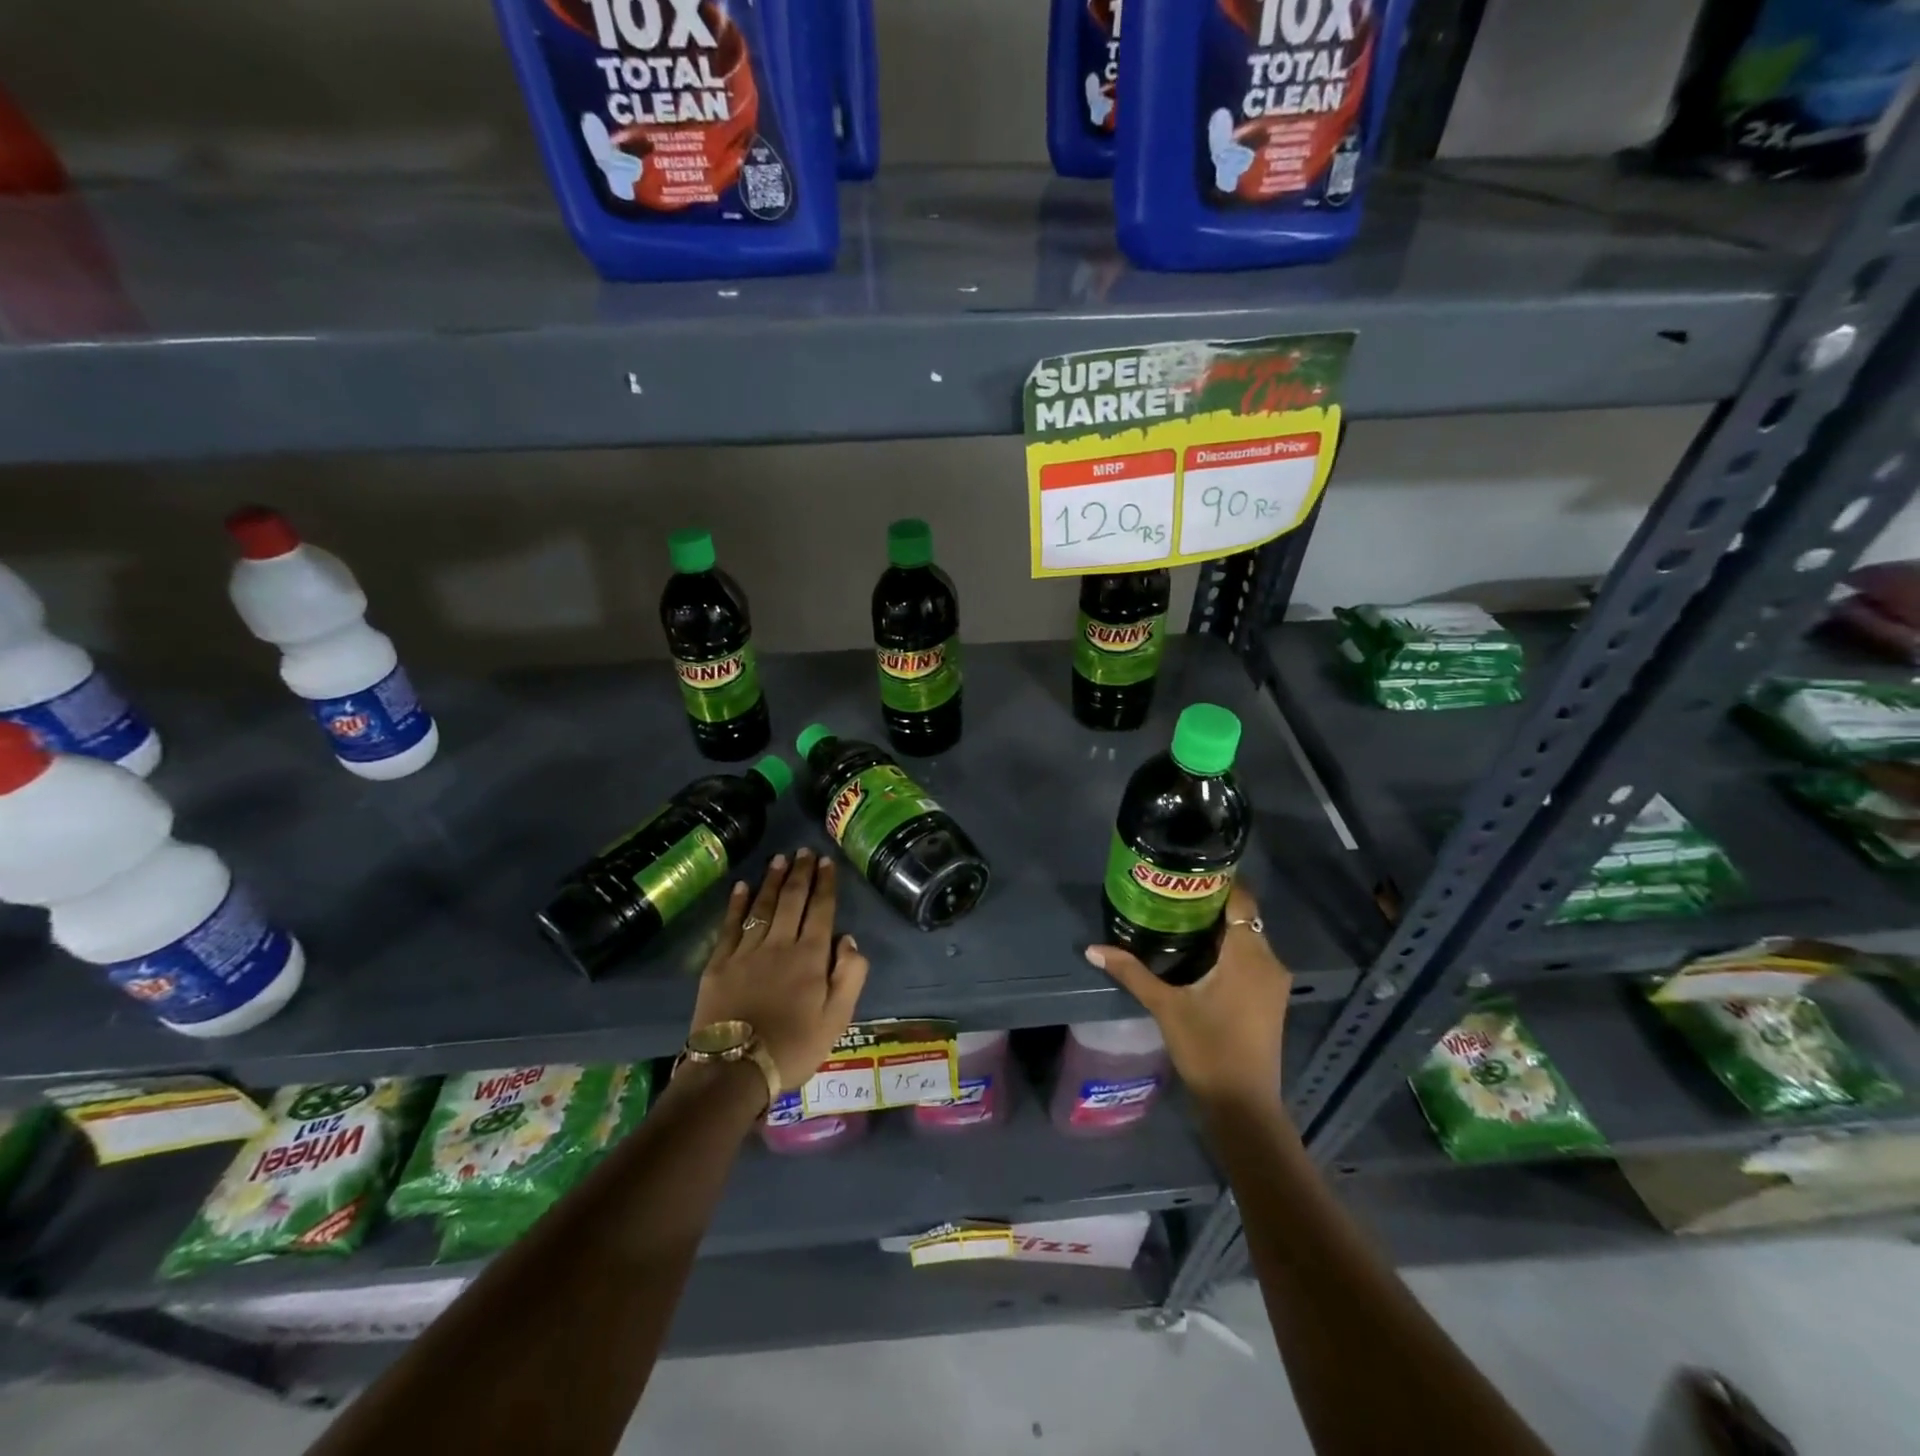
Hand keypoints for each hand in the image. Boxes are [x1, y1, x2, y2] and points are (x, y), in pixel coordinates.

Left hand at [691, 849, 869, 1089]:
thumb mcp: (837, 1019)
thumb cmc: (794, 1047)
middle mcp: (780, 944)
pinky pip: (730, 926)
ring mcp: (746, 952)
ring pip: (763, 906)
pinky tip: (742, 886)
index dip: (825, 884)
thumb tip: (849, 939)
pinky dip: (737, 904)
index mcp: (811, 957)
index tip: (827, 861)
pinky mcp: (719, 963)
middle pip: (792, 900)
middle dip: (801, 873)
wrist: (734, 1070)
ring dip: (772, 880)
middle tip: (804, 850)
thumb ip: (850, 976)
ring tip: (779, 859)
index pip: (821, 910)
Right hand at [1084, 881, 1288, 1110]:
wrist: (1243, 1105)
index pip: (1240, 899)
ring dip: (1217, 929)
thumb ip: (1132, 972)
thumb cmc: (1208, 1049)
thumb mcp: (1165, 1006)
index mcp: (1248, 954)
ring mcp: (1273, 982)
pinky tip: (1196, 954)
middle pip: (1242, 917)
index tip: (1185, 873)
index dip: (1217, 882)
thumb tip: (1093, 949)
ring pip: (1247, 938)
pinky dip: (1227, 950)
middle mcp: (1268, 961)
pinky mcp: (1270, 999)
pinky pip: (1250, 958)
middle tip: (1170, 894)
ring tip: (1177, 918)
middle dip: (1209, 905)